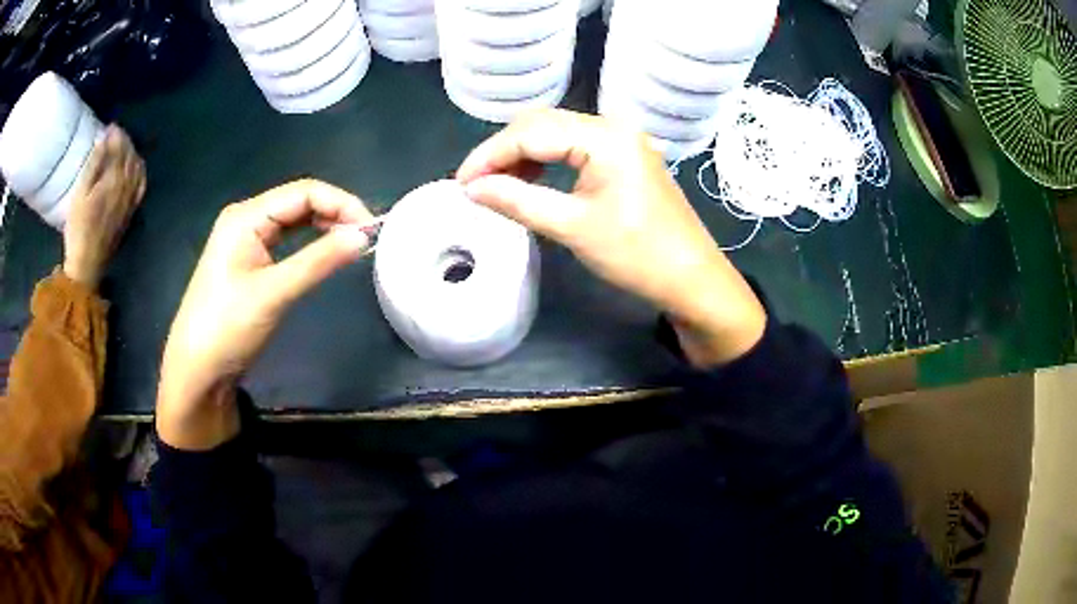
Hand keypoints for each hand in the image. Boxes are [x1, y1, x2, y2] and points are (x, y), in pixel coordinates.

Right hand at [62, 125, 145, 288]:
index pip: (120, 148)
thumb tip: (105, 139)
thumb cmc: (78, 228)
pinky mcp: (131, 212)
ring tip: (122, 146)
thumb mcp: (80, 194)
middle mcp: (127, 187)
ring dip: (131, 152)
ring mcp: (131, 200)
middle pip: (130, 155)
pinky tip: (134, 167)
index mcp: (114, 180)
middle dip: (124, 141)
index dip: (116, 134)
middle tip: (115, 134)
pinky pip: (141, 184)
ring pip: (137, 167)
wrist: (87, 263)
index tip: (110, 126)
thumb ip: (94, 164)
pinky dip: (139, 170)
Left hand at [156, 179, 373, 449]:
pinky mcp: (249, 261)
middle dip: (335, 213)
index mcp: (246, 216)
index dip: (340, 203)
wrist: (197, 370)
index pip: (303, 192)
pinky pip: (285, 240)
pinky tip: (327, 252)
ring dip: (324, 226)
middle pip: (298, 202)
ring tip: (354, 242)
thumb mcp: (274, 293)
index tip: (372, 228)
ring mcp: (246, 240)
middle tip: (367, 237)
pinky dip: (310, 243)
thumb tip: (363, 236)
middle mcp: (246, 219)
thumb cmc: (228, 327)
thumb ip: (318, 261)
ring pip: (293, 220)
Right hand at [456, 108, 765, 365]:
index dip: (489, 155)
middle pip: (542, 124)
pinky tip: (533, 180)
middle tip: (476, 185)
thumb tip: (470, 189)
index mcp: (604, 137)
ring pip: (557, 133)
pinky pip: (576, 146)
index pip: (530, 132)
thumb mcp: (572, 227)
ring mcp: (622, 140)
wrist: (691, 278)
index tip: (460, 183)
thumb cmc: (637, 255)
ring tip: (499, 185)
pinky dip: (548, 159)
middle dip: (504, 151)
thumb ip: (517, 200)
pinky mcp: (625, 156)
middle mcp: (613, 126)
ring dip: (524, 154)